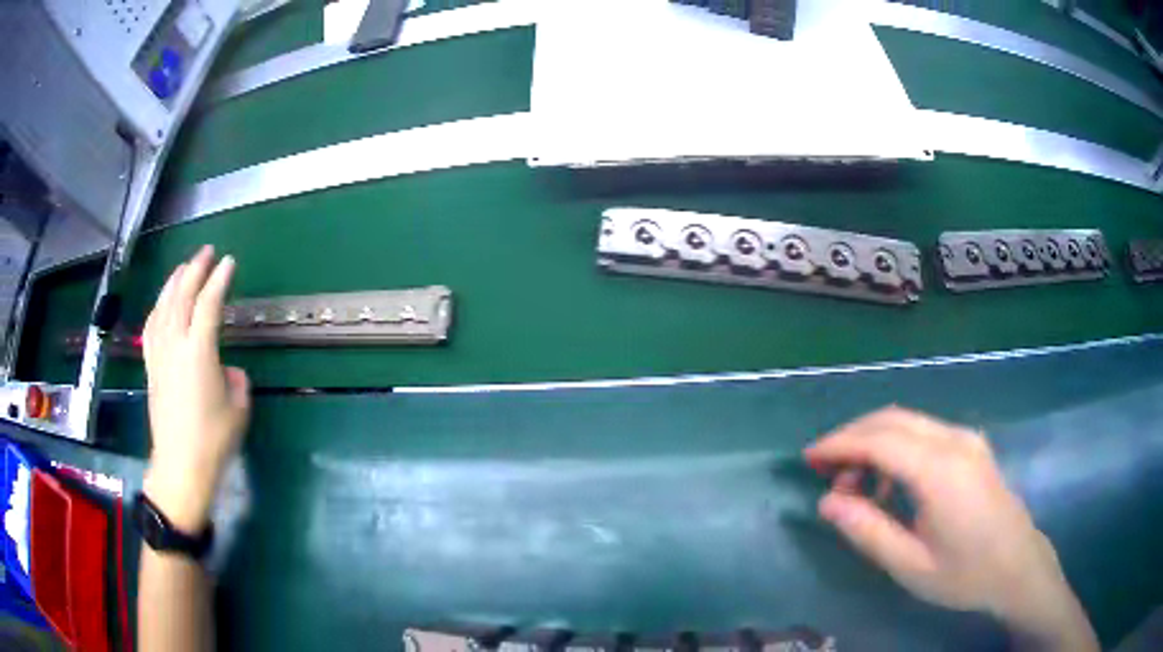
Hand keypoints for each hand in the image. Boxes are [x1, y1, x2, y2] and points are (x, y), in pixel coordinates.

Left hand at [142, 246, 249, 533]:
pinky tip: (161, 303)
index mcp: (198, 351)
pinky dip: (157, 308)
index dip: (219, 280)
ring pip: (163, 307)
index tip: (229, 262)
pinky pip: (151, 327)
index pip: (208, 304)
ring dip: (173, 283)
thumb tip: (226, 370)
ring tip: (183, 268)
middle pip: (181, 296)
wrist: (181, 466)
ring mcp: (159, 355)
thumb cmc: (213, 440)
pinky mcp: (151, 367)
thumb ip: (235, 381)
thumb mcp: (238, 409)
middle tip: (206, 253)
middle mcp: (175, 345)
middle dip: (194, 270)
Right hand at [805, 407, 1097, 651]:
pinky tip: (893, 483)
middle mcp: (954, 441)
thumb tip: (827, 501)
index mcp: (939, 470)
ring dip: (874, 441)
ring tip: (857, 485)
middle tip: (824, 470)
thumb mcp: (910, 565)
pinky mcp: (972, 446)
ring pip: (909, 421)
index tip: (808, 459)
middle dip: (853, 437)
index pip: (879, 440)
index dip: (839, 445)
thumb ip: (867, 530)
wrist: (1018, 567)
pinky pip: (926, 432)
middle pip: (892, 419)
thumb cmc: (964, 574)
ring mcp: (967, 439)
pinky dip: (897, 446)